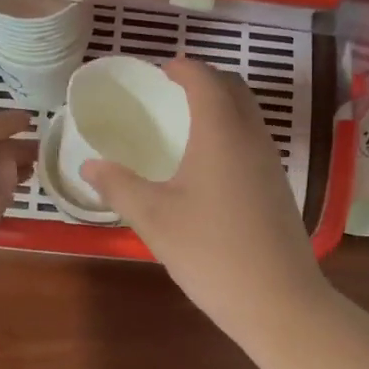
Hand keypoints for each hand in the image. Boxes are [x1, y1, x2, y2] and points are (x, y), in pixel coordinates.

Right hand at [83, 59, 331, 343]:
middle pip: (234, 89)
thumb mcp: (154, 219)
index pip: (205, 79)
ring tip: (187, 125)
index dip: (182, 68)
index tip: (160, 71)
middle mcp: (252, 137)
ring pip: (248, 116)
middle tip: (172, 93)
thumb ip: (119, 187)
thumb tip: (89, 165)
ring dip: (222, 107)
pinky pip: (254, 142)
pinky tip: (210, 166)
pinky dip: (232, 134)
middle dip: (205, 80)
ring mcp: (271, 163)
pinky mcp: (279, 188)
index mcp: (221, 132)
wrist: (278, 300)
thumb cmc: (211, 252)